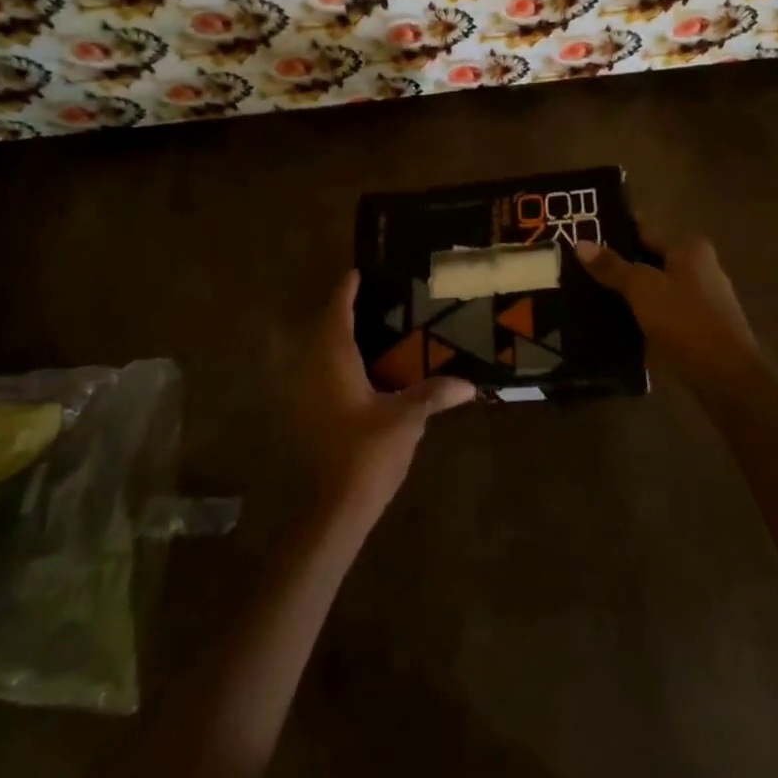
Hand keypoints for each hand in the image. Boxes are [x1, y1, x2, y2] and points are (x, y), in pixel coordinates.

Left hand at [300, 270, 475, 526]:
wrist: (337, 505)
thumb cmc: (369, 451)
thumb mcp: (408, 418)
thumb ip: (435, 394)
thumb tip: (470, 383)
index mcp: (335, 362)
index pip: (338, 314)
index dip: (346, 291)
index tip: (358, 272)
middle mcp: (314, 370)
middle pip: (324, 328)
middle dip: (343, 310)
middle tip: (371, 296)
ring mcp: (307, 394)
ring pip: (319, 351)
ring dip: (338, 336)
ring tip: (369, 326)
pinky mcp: (309, 414)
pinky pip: (321, 371)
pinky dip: (338, 360)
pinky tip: (362, 368)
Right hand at [576, 232, 762, 387]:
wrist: (725, 375)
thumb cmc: (685, 319)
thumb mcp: (642, 288)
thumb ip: (612, 266)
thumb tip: (580, 243)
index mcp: (691, 248)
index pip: (645, 231)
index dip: (614, 233)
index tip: (583, 237)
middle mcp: (701, 267)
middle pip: (650, 260)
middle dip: (619, 265)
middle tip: (579, 269)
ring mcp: (702, 299)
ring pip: (656, 289)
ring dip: (630, 293)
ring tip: (590, 295)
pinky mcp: (699, 328)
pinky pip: (663, 312)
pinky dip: (642, 314)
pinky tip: (616, 322)